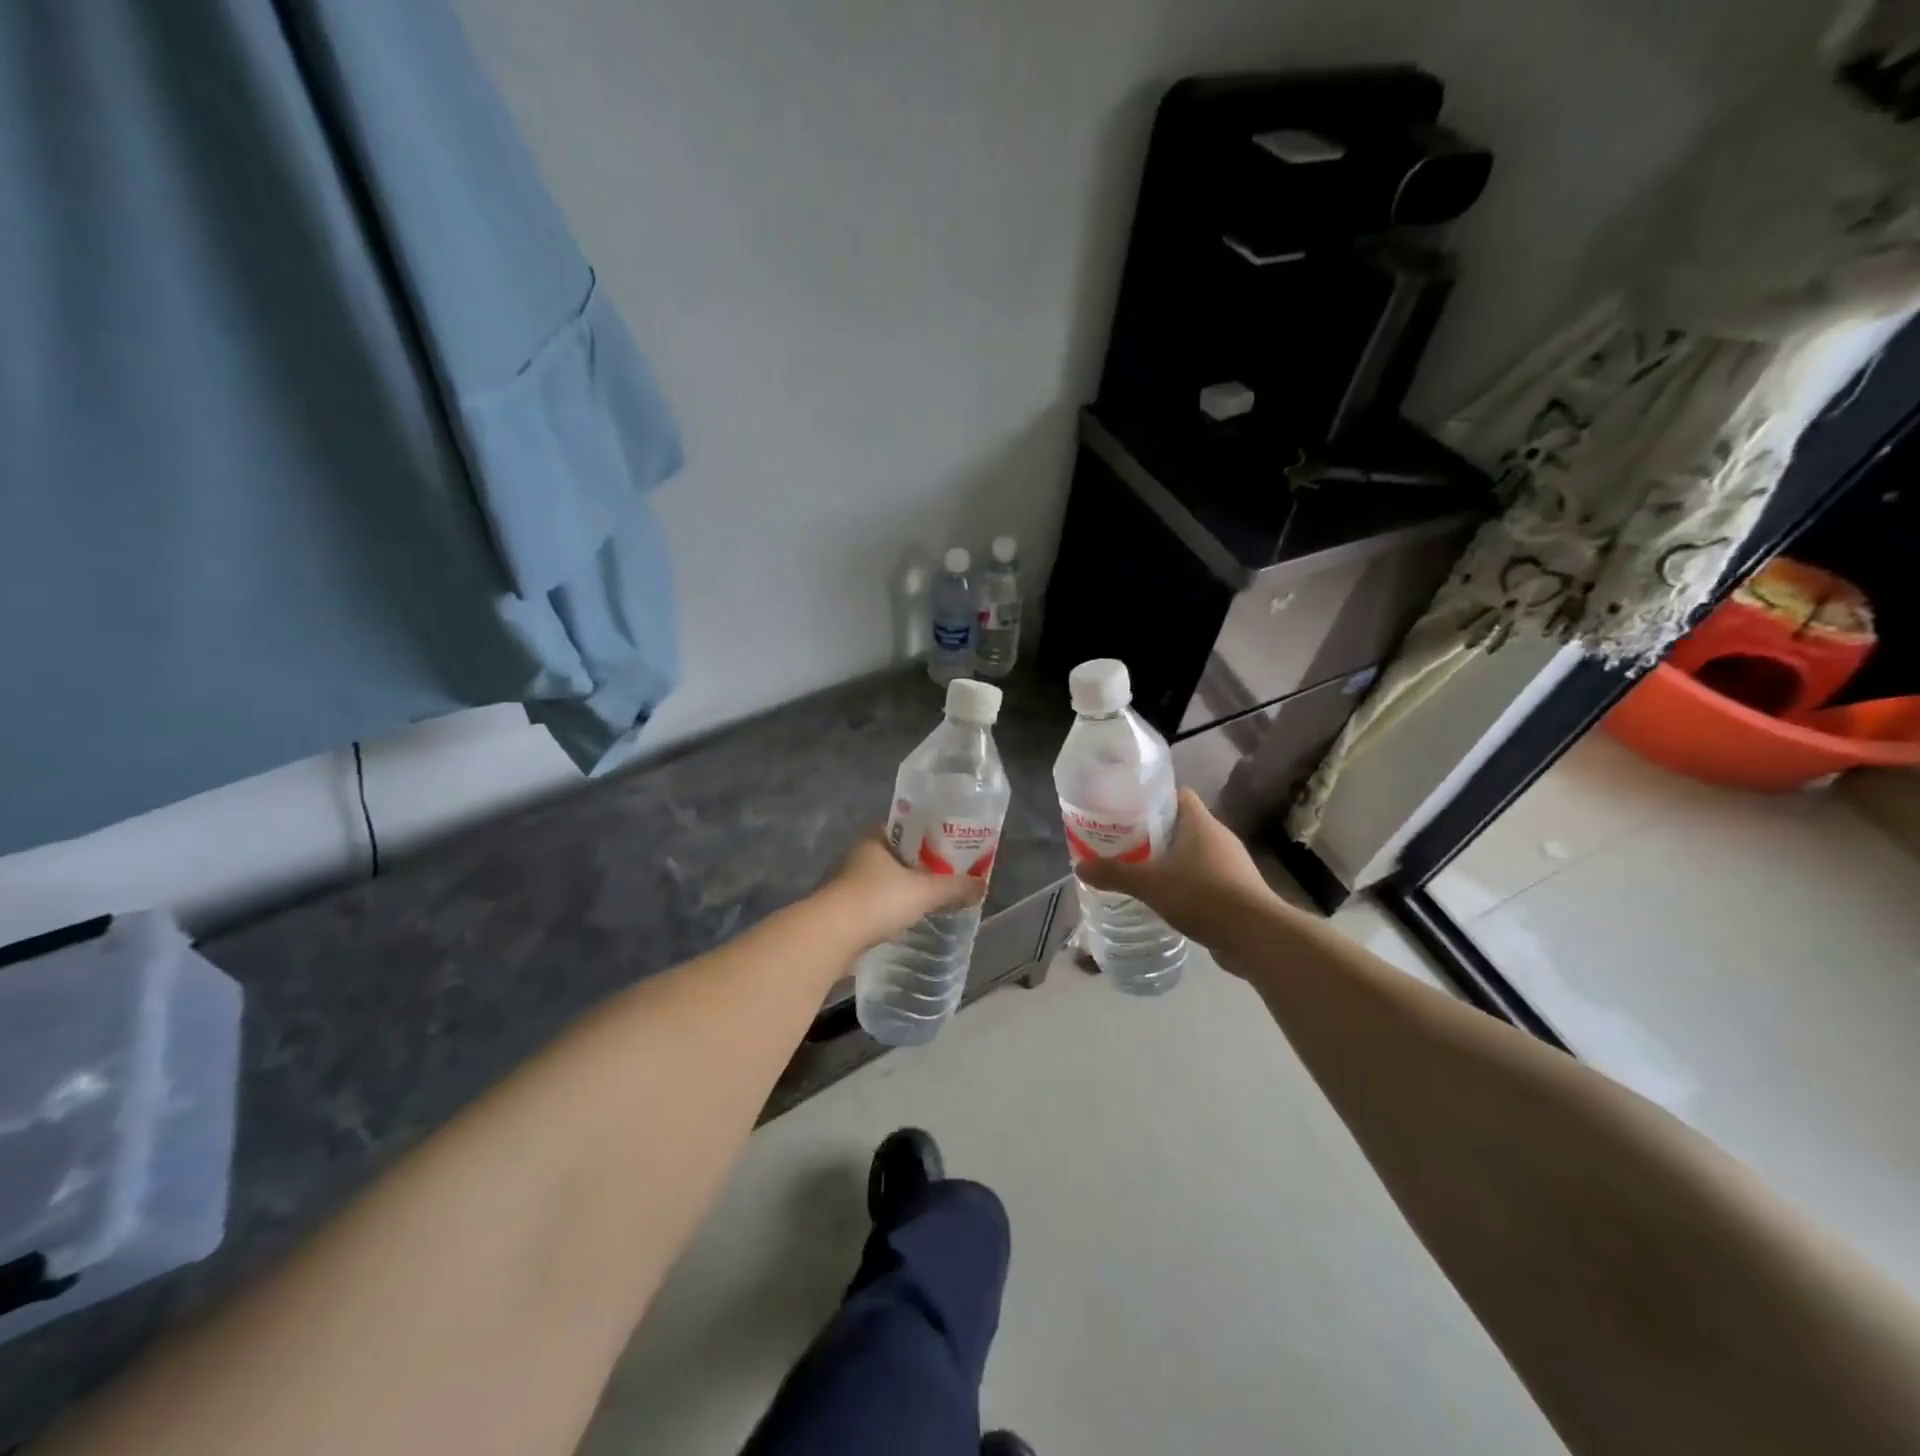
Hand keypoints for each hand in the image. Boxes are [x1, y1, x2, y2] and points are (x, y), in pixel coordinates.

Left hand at [822, 830, 986, 949]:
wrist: (832, 936)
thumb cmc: (878, 900)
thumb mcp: (925, 891)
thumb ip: (954, 887)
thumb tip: (982, 885)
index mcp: (874, 838)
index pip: (903, 827)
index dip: (926, 835)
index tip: (947, 846)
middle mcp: (856, 856)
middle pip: (894, 856)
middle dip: (916, 866)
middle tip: (943, 876)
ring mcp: (845, 884)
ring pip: (881, 882)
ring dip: (900, 890)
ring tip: (928, 901)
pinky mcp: (841, 912)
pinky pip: (872, 906)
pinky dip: (887, 912)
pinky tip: (904, 922)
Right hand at [1074, 789, 1275, 949]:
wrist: (1255, 935)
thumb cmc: (1202, 895)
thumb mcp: (1150, 883)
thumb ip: (1114, 874)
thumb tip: (1080, 867)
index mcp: (1200, 823)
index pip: (1177, 795)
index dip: (1152, 797)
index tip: (1127, 809)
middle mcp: (1219, 837)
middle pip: (1182, 824)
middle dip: (1154, 832)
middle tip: (1124, 842)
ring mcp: (1231, 864)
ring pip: (1194, 852)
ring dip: (1171, 860)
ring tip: (1140, 870)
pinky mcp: (1237, 890)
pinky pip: (1205, 877)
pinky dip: (1186, 883)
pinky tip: (1166, 898)